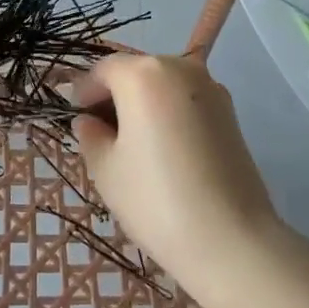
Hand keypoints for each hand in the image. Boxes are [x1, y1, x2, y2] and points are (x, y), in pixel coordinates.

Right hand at [71, 54, 283, 295]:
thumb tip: (89, 122)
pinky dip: (169, 113)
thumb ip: (90, 136)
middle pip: (135, 72)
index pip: (103, 70)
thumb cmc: (157, 200)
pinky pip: (186, 101)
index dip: (84, 93)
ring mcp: (210, 88)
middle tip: (101, 134)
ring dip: (143, 104)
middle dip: (115, 96)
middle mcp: (179, 68)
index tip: (76, 120)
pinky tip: (164, 150)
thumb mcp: (106, 170)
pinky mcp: (230, 112)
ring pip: (163, 85)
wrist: (232, 240)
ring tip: (133, 145)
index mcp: (143, 74)